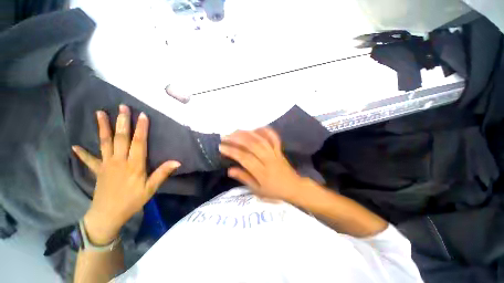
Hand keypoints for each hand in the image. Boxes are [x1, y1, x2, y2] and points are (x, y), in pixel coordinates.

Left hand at [72, 105, 180, 244]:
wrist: (108, 215)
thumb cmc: (132, 201)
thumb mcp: (151, 189)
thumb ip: (162, 173)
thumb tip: (177, 161)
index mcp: (134, 165)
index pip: (139, 143)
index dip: (141, 129)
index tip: (142, 115)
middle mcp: (119, 161)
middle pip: (121, 138)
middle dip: (122, 122)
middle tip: (122, 107)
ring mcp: (106, 164)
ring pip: (105, 143)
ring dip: (102, 127)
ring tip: (99, 113)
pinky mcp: (98, 170)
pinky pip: (89, 160)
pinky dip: (82, 153)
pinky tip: (75, 146)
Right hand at [219, 127, 304, 202]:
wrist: (294, 187)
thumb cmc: (274, 191)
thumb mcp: (258, 190)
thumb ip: (244, 178)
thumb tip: (229, 170)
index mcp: (262, 172)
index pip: (245, 158)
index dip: (232, 151)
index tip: (221, 147)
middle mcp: (268, 160)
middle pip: (252, 145)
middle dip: (237, 139)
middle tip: (226, 136)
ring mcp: (275, 153)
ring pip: (261, 139)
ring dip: (248, 133)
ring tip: (236, 130)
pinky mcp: (279, 150)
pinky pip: (274, 138)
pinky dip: (266, 131)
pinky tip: (256, 127)